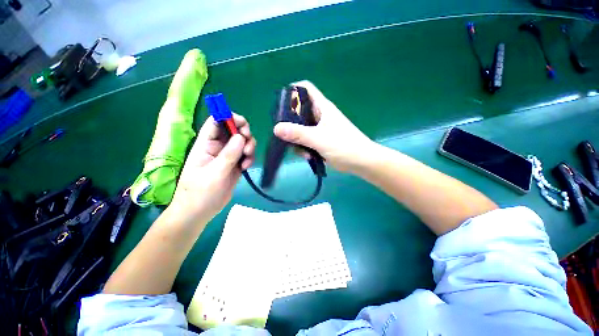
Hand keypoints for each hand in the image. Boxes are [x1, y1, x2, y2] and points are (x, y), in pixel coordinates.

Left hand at [168, 114, 255, 224]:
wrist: (200, 211)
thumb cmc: (200, 192)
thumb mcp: (214, 173)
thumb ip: (228, 154)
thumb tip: (241, 136)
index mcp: (206, 144)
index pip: (216, 122)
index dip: (228, 117)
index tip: (242, 124)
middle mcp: (218, 147)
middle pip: (234, 130)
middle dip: (244, 134)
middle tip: (248, 144)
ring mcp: (228, 156)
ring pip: (243, 142)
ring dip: (249, 147)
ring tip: (247, 159)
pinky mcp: (235, 165)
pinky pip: (246, 155)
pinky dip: (249, 158)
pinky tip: (246, 167)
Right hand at [273, 80, 373, 171]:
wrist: (361, 162)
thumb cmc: (344, 146)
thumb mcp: (319, 139)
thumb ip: (298, 134)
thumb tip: (276, 128)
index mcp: (322, 107)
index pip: (305, 89)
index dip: (292, 91)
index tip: (280, 105)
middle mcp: (320, 115)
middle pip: (299, 111)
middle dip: (290, 122)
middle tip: (285, 135)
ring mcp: (320, 129)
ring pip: (301, 128)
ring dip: (297, 139)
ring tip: (302, 152)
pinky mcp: (320, 140)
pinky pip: (306, 140)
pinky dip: (304, 147)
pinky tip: (307, 157)